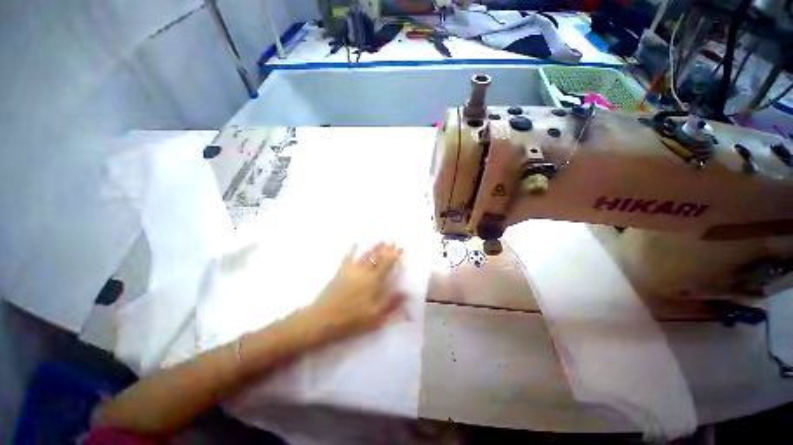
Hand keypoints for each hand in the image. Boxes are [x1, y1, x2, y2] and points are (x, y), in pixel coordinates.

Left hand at [305, 242, 405, 342]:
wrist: (324, 319)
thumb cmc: (352, 319)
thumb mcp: (376, 316)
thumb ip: (392, 303)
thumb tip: (407, 292)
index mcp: (374, 281)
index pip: (387, 264)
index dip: (394, 255)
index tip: (400, 248)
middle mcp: (364, 272)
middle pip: (377, 257)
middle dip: (386, 249)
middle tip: (393, 241)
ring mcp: (351, 270)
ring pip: (365, 255)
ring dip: (374, 248)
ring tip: (381, 241)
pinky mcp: (340, 272)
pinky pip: (347, 257)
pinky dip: (351, 249)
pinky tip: (354, 243)